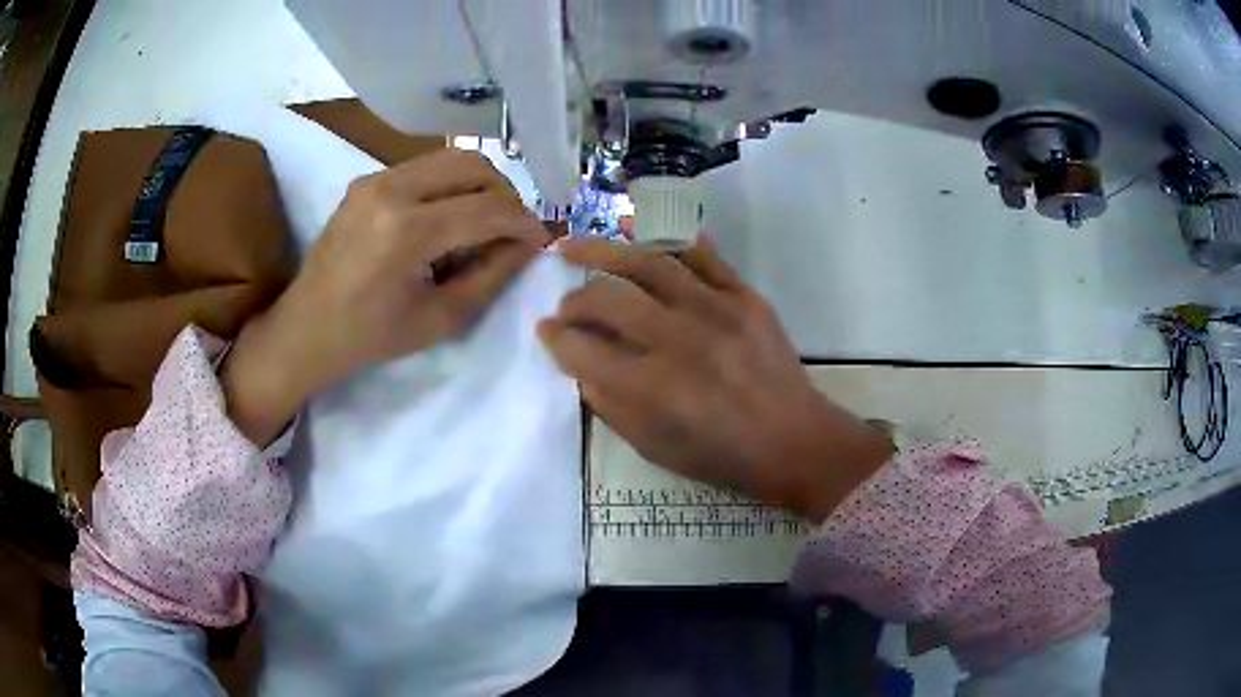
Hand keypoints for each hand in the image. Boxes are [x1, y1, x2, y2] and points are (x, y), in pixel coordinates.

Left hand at [222, 150, 548, 444]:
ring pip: (451, 159)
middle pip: (473, 165)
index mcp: (406, 232)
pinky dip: (449, 186)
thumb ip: (492, 277)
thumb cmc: (371, 337)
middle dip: (505, 195)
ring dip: (478, 186)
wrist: (306, 329)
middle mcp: (391, 190)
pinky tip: (447, 219)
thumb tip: (528, 246)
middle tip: (512, 229)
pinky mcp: (366, 180)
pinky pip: (425, 168)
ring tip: (483, 223)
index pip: (487, 209)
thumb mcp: (441, 319)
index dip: (524, 223)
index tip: (541, 241)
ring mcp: (375, 179)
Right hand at [538, 239, 891, 522]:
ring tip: (577, 245)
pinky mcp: (745, 298)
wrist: (794, 441)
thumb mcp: (655, 448)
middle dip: (575, 299)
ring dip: (605, 251)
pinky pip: (705, 259)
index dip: (555, 338)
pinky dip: (674, 245)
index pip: (583, 350)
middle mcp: (679, 341)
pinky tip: (645, 235)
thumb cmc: (722, 455)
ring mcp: (716, 312)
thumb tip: (582, 367)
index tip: (545, 330)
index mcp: (653, 388)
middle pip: (608, 299)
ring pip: (649, 264)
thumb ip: (611, 407)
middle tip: (565, 303)